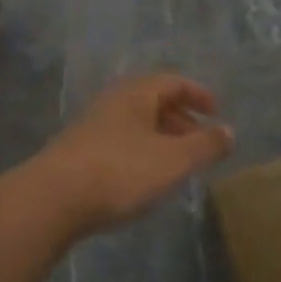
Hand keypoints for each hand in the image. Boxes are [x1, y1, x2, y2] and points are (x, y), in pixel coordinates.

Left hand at [31, 75, 233, 238]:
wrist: (51, 200)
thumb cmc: (121, 172)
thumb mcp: (174, 160)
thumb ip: (206, 145)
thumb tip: (229, 132)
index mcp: (136, 94)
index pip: (173, 82)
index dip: (199, 94)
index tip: (217, 112)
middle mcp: (112, 103)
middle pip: (153, 101)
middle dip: (181, 118)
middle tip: (200, 141)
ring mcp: (90, 128)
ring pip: (135, 124)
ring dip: (160, 138)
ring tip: (177, 163)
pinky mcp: (77, 154)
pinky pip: (119, 143)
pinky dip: (141, 153)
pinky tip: (144, 179)